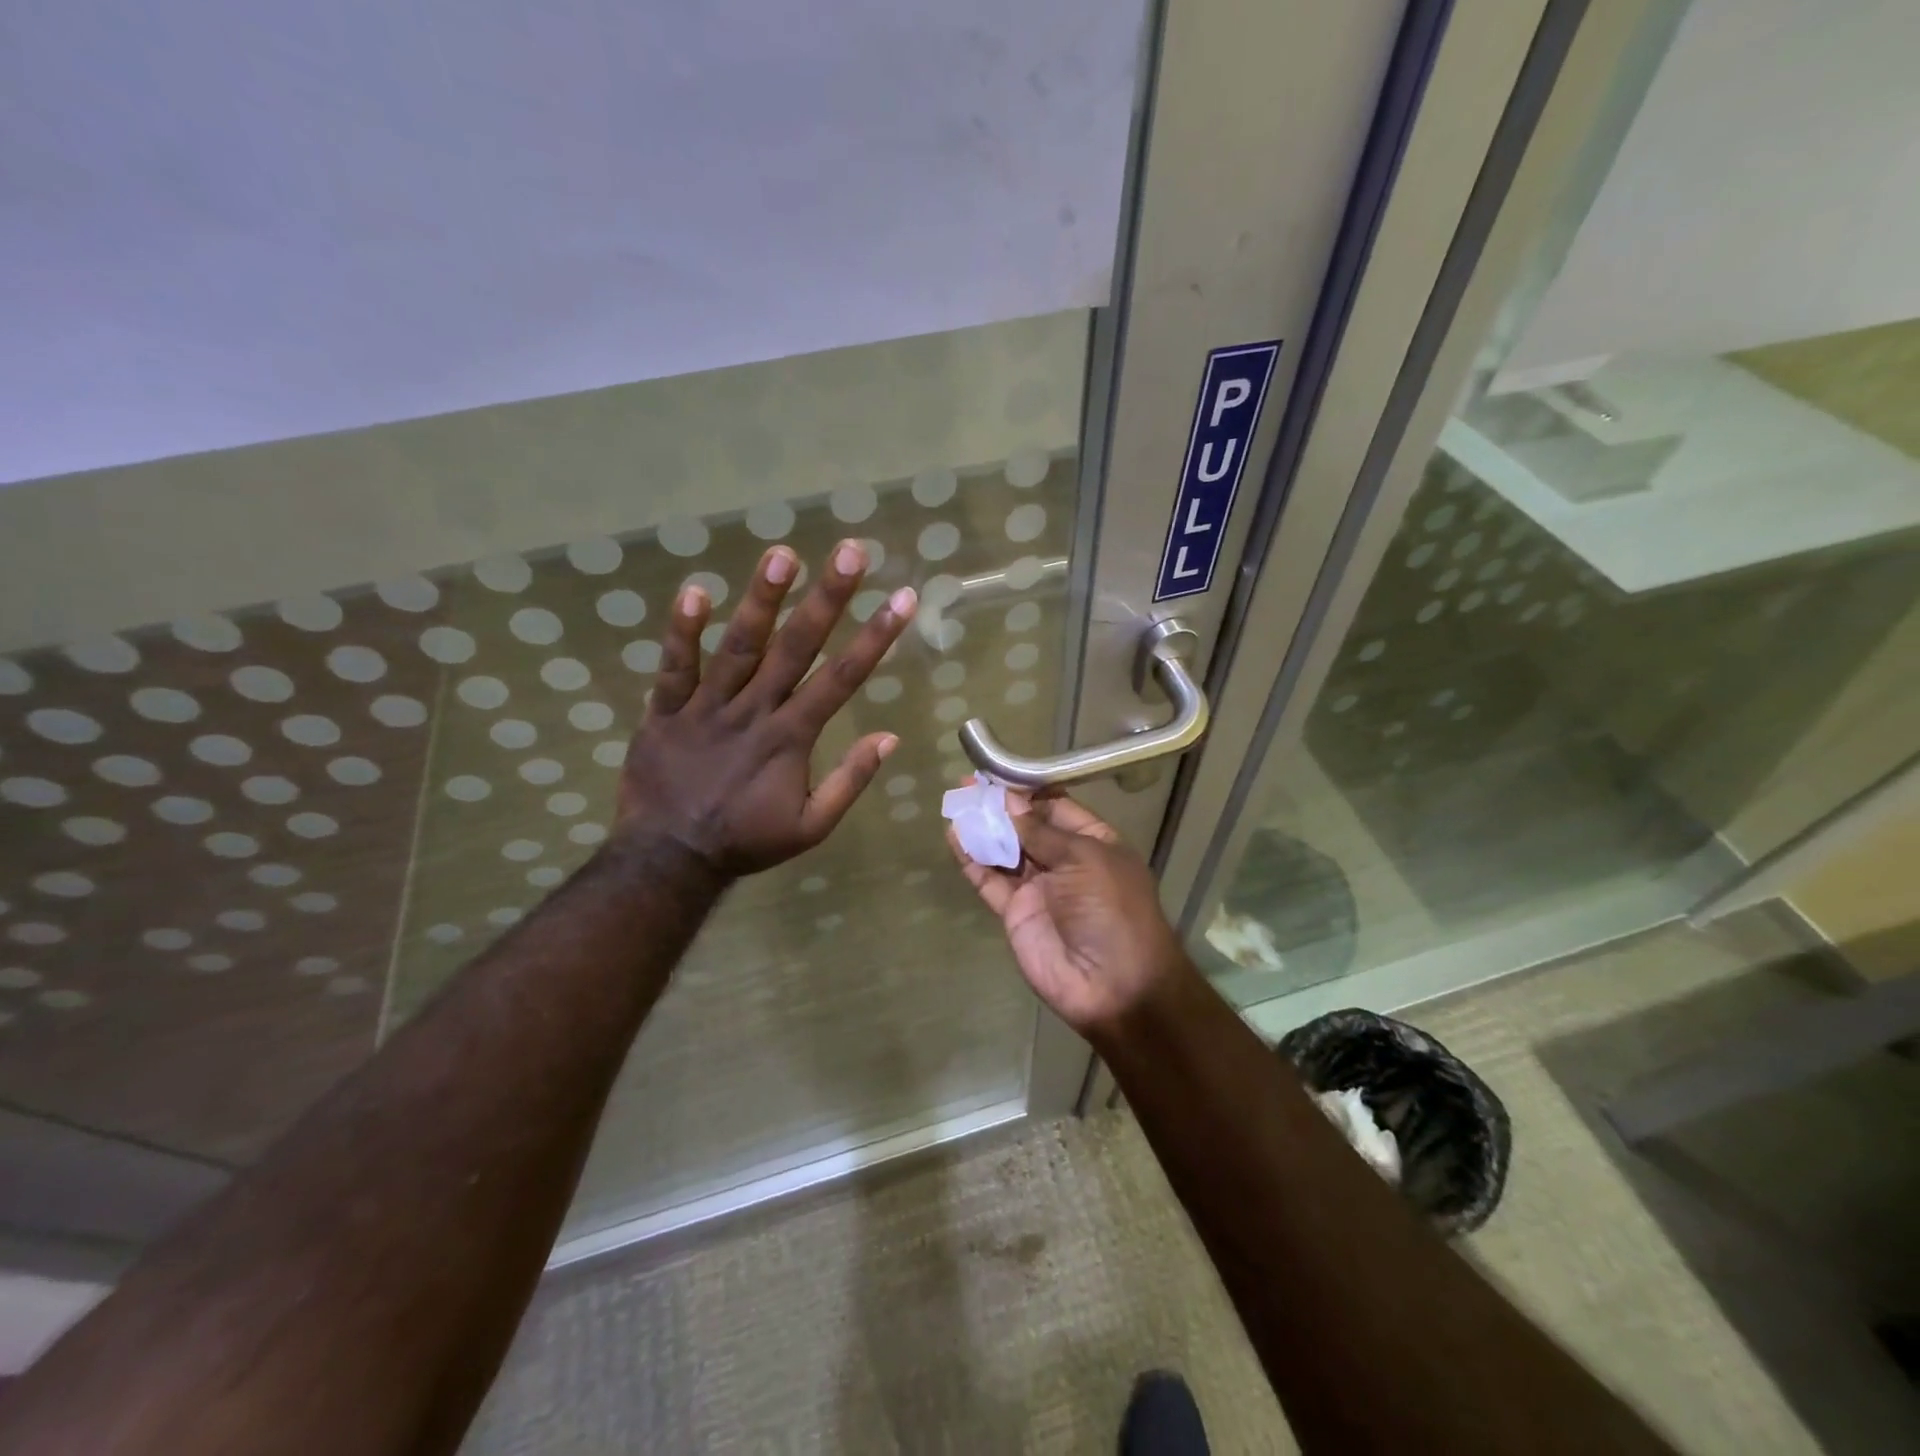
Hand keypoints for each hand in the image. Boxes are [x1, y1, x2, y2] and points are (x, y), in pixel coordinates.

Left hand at [615, 540, 915, 876]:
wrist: (670, 859)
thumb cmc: (747, 841)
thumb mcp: (812, 826)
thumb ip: (849, 780)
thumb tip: (889, 737)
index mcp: (791, 737)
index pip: (842, 678)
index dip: (875, 637)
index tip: (902, 599)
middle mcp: (754, 711)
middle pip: (796, 647)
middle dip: (828, 598)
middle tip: (851, 551)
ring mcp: (707, 707)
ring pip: (739, 646)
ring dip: (762, 600)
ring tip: (782, 555)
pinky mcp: (665, 710)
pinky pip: (674, 667)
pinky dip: (682, 631)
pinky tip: (695, 590)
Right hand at [948, 792, 1196, 1038]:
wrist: (1113, 985)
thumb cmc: (1111, 909)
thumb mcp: (1085, 858)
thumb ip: (1042, 832)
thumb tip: (1010, 802)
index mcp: (1093, 843)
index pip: (1057, 807)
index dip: (1028, 791)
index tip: (999, 773)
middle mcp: (1064, 861)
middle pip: (1026, 827)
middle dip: (999, 806)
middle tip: (967, 783)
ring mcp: (1038, 888)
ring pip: (1004, 851)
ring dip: (981, 828)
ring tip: (955, 803)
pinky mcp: (1015, 913)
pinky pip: (989, 880)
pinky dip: (972, 860)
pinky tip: (954, 837)